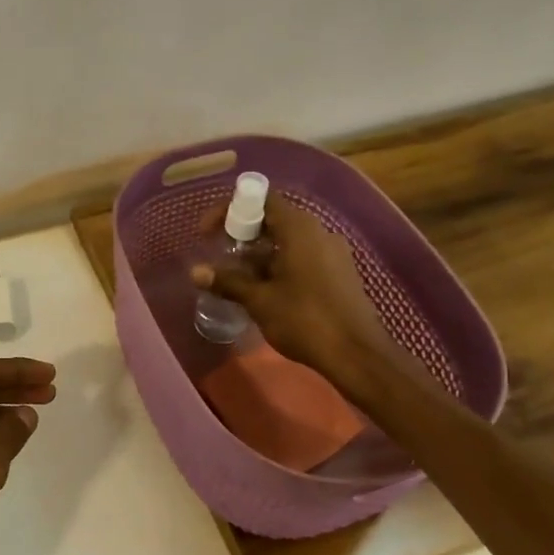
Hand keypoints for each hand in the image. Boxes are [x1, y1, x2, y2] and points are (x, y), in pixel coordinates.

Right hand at [191, 198, 393, 374]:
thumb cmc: (305, 320)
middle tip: (219, 257)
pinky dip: (277, 265)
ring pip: (286, 241)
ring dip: (258, 254)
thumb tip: (195, 272)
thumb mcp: (259, 300)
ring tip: (236, 279)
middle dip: (241, 235)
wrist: (358, 354)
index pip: (259, 200)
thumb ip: (227, 282)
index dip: (228, 210)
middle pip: (272, 219)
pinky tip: (264, 291)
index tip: (207, 234)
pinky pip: (301, 256)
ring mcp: (331, 252)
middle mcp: (318, 232)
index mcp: (299, 229)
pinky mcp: (338, 272)